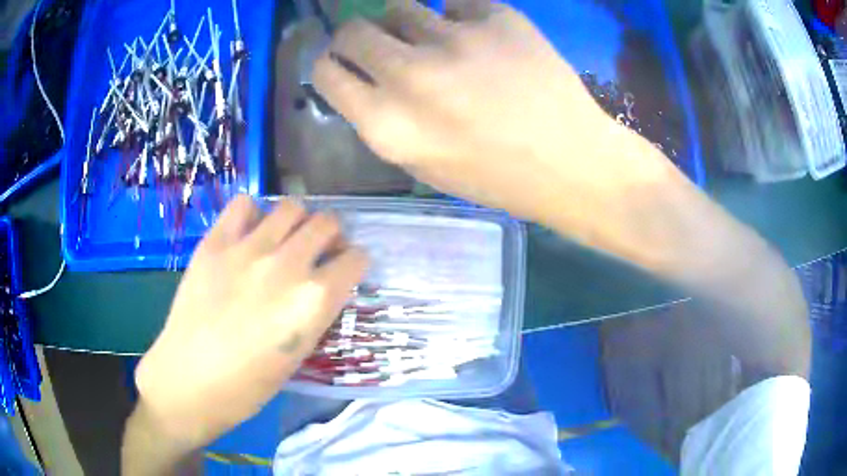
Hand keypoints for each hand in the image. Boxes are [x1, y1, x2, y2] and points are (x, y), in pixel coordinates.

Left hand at [132, 196, 367, 450]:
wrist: (190, 379)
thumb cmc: (249, 384)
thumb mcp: (299, 353)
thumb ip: (315, 311)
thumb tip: (322, 284)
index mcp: (314, 300)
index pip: (356, 259)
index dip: (354, 263)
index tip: (345, 269)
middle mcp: (287, 265)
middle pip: (327, 222)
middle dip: (331, 235)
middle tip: (318, 250)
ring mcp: (248, 248)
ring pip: (291, 206)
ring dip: (296, 221)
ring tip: (284, 238)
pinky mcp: (215, 242)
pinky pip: (243, 205)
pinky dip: (252, 214)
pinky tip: (247, 234)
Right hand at [313, 0, 677, 238]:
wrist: (572, 162)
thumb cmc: (497, 177)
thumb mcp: (423, 166)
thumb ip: (382, 121)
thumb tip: (362, 80)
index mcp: (387, 124)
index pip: (325, 72)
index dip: (329, 64)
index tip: (342, 64)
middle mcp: (410, 75)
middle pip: (353, 30)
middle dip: (357, 36)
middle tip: (379, 44)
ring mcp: (455, 40)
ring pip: (400, 7)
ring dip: (406, 23)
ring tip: (433, 40)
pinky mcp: (497, 18)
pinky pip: (457, 2)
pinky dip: (460, 16)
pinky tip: (480, 38)